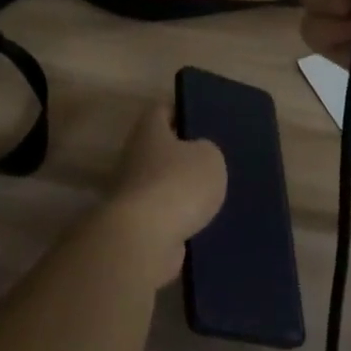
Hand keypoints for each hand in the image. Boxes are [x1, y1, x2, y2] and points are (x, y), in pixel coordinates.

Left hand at [103, 103, 227, 285]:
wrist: (145, 240)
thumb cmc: (177, 184)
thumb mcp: (209, 157)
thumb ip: (207, 150)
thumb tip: (198, 156)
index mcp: (149, 131)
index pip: (161, 110)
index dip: (182, 112)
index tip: (203, 119)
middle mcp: (135, 157)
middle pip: (161, 150)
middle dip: (185, 156)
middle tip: (214, 161)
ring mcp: (133, 194)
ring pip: (164, 186)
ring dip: (184, 192)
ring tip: (216, 196)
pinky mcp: (138, 226)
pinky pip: (165, 217)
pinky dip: (182, 221)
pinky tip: (207, 225)